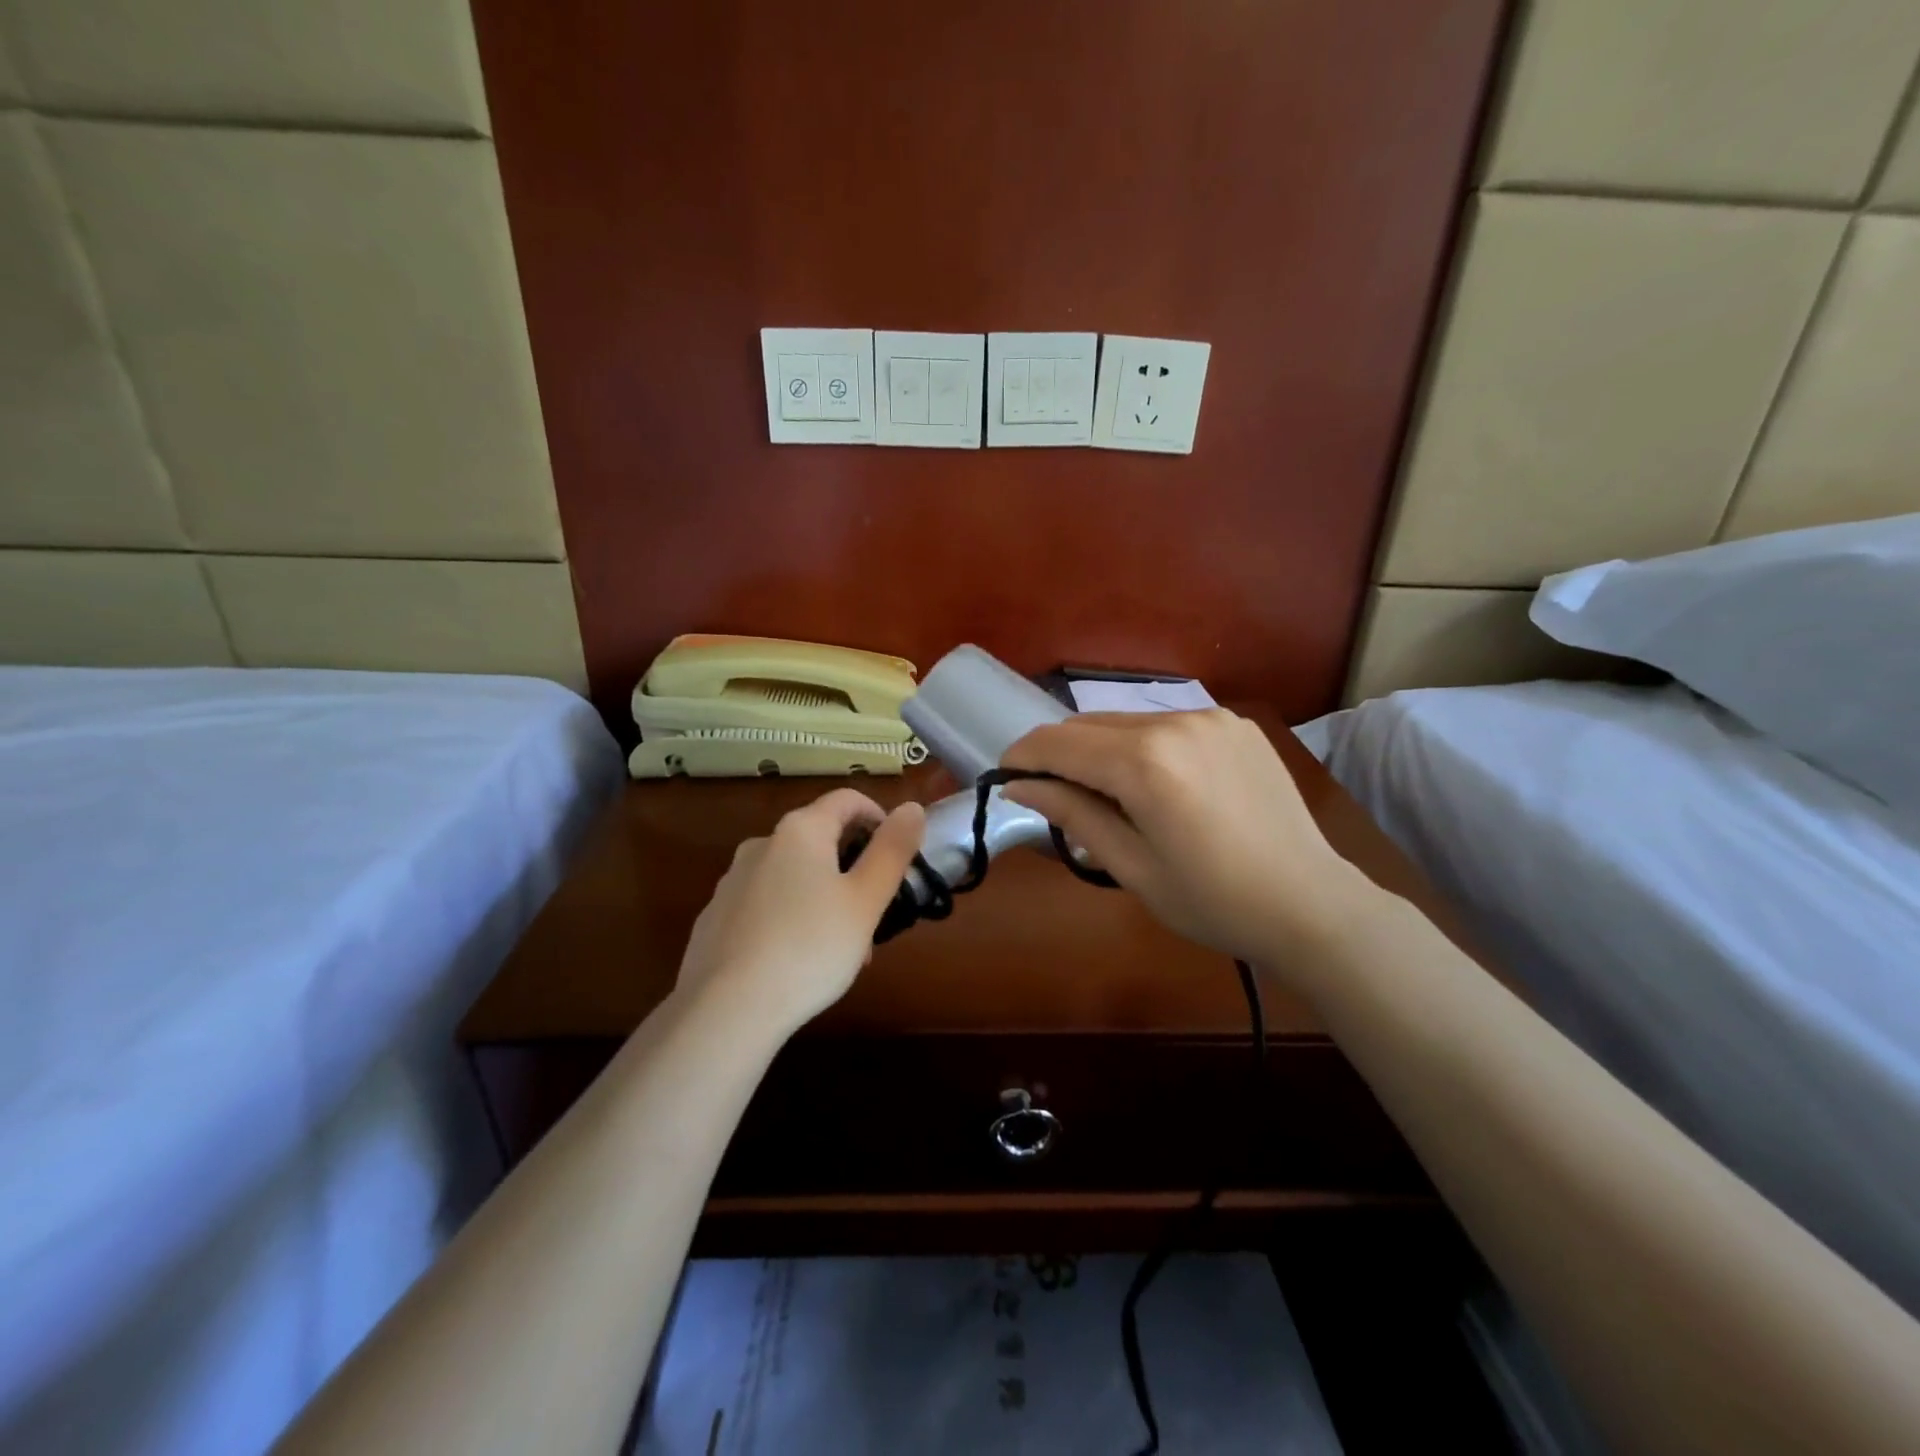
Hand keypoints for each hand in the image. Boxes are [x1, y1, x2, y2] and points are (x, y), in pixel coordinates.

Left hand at [676, 788, 926, 1038]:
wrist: (727, 1009)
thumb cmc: (810, 947)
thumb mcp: (867, 900)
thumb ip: (892, 850)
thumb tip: (912, 808)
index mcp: (800, 830)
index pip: (847, 800)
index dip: (879, 818)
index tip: (897, 855)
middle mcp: (761, 844)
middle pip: (820, 839)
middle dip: (853, 868)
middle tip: (874, 913)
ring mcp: (732, 881)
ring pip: (793, 875)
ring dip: (824, 896)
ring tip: (842, 947)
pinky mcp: (715, 917)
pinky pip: (765, 904)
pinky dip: (790, 917)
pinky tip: (798, 961)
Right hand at [1000, 710, 1368, 974]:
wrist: (1311, 904)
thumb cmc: (1212, 901)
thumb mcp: (1131, 866)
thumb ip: (1073, 814)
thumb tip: (1019, 786)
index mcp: (1144, 763)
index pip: (1058, 744)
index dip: (1023, 756)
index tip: (1005, 775)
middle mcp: (1174, 723)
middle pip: (1088, 724)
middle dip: (1058, 752)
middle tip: (1049, 791)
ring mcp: (1209, 718)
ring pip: (1126, 721)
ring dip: (1100, 748)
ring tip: (1104, 793)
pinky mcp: (1234, 724)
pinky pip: (1167, 725)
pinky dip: (1143, 746)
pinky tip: (1156, 785)